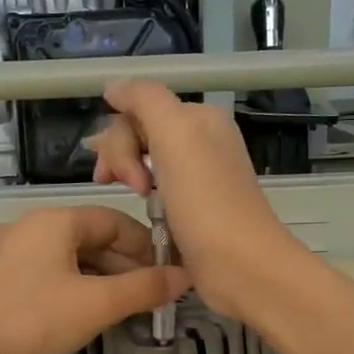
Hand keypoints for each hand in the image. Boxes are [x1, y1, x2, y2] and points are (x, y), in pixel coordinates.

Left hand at [0, 205, 190, 353]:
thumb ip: (144, 288)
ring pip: (51, 251)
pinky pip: (15, 261)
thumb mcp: (97, 305)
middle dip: (116, 264)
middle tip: (139, 296)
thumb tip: (184, 275)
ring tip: (104, 302)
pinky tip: (41, 283)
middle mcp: (24, 223)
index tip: (163, 275)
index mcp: (55, 220)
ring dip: (83, 272)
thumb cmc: (34, 321)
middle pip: (83, 236)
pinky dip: (39, 272)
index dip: (144, 246)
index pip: (113, 221)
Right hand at [90, 79, 314, 318]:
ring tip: (131, 198)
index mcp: (199, 119)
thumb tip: (113, 87)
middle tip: (126, 188)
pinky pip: (156, 189)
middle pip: (140, 133)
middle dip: (121, 157)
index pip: (139, 109)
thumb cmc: (205, 202)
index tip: (119, 174)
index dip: (120, 137)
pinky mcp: (193, 208)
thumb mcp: (175, 134)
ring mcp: (197, 176)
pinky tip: (142, 210)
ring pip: (144, 160)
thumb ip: (144, 99)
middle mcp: (201, 141)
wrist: (241, 266)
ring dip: (128, 175)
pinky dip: (143, 196)